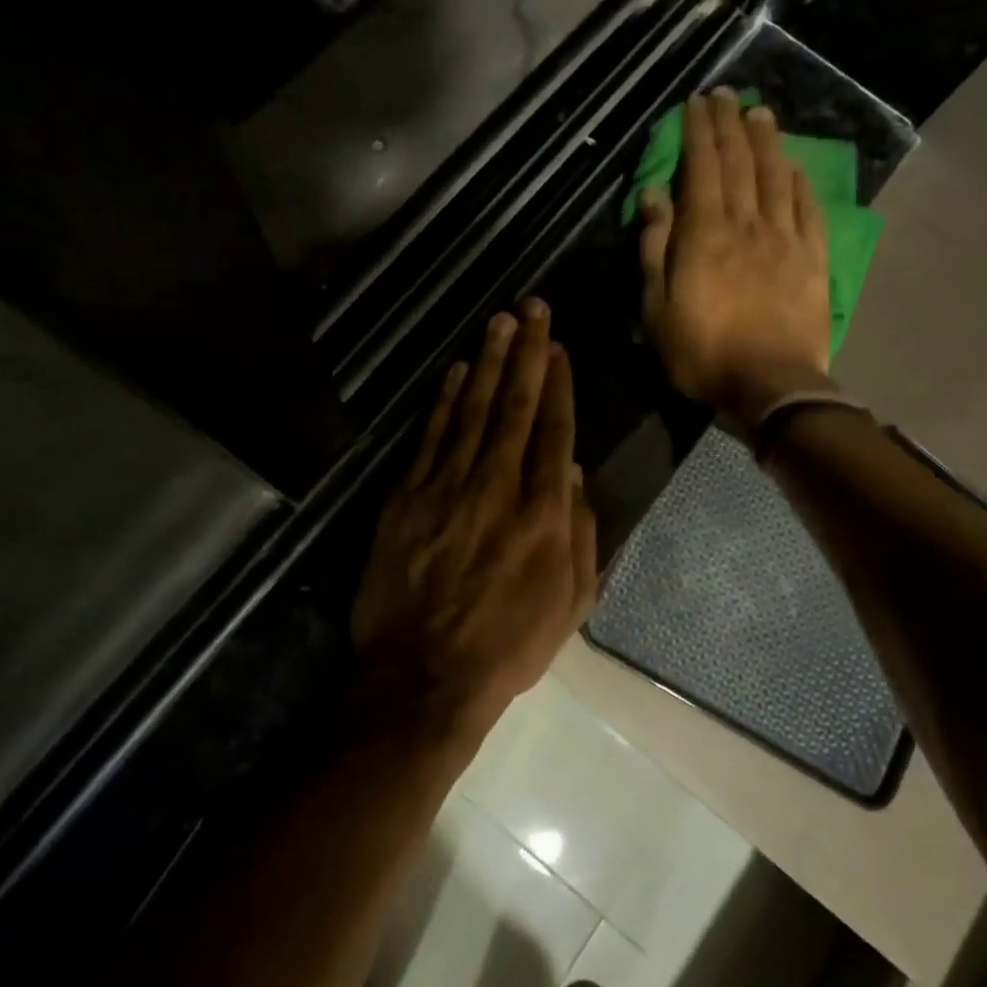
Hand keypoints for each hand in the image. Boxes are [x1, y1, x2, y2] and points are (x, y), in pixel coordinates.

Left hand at [351, 300, 597, 743]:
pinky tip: (454, 371)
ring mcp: (447, 489)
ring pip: (472, 411)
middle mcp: (498, 488)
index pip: (554, 432)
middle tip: (533, 308)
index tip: (559, 348)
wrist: (423, 678)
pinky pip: (430, 438)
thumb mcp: (570, 603)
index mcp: (543, 514)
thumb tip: (572, 472)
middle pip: (514, 407)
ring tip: (499, 322)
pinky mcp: (407, 498)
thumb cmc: (507, 646)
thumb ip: (579, 533)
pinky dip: (443, 401)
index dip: (557, 385)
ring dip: (487, 362)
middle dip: (526, 354)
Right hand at [638, 88, 830, 417]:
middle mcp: (747, 223)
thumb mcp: (656, 308)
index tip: (696, 103)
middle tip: (726, 94)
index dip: (698, 132)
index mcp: (705, 233)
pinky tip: (795, 165)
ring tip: (760, 113)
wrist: (771, 384)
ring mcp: (785, 238)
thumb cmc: (702, 351)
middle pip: (740, 162)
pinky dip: (799, 181)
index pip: (702, 167)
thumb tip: (654, 195)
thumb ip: (655, 247)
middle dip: (730, 124)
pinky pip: (808, 208)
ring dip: (767, 141)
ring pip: (776, 177)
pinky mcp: (813, 258)